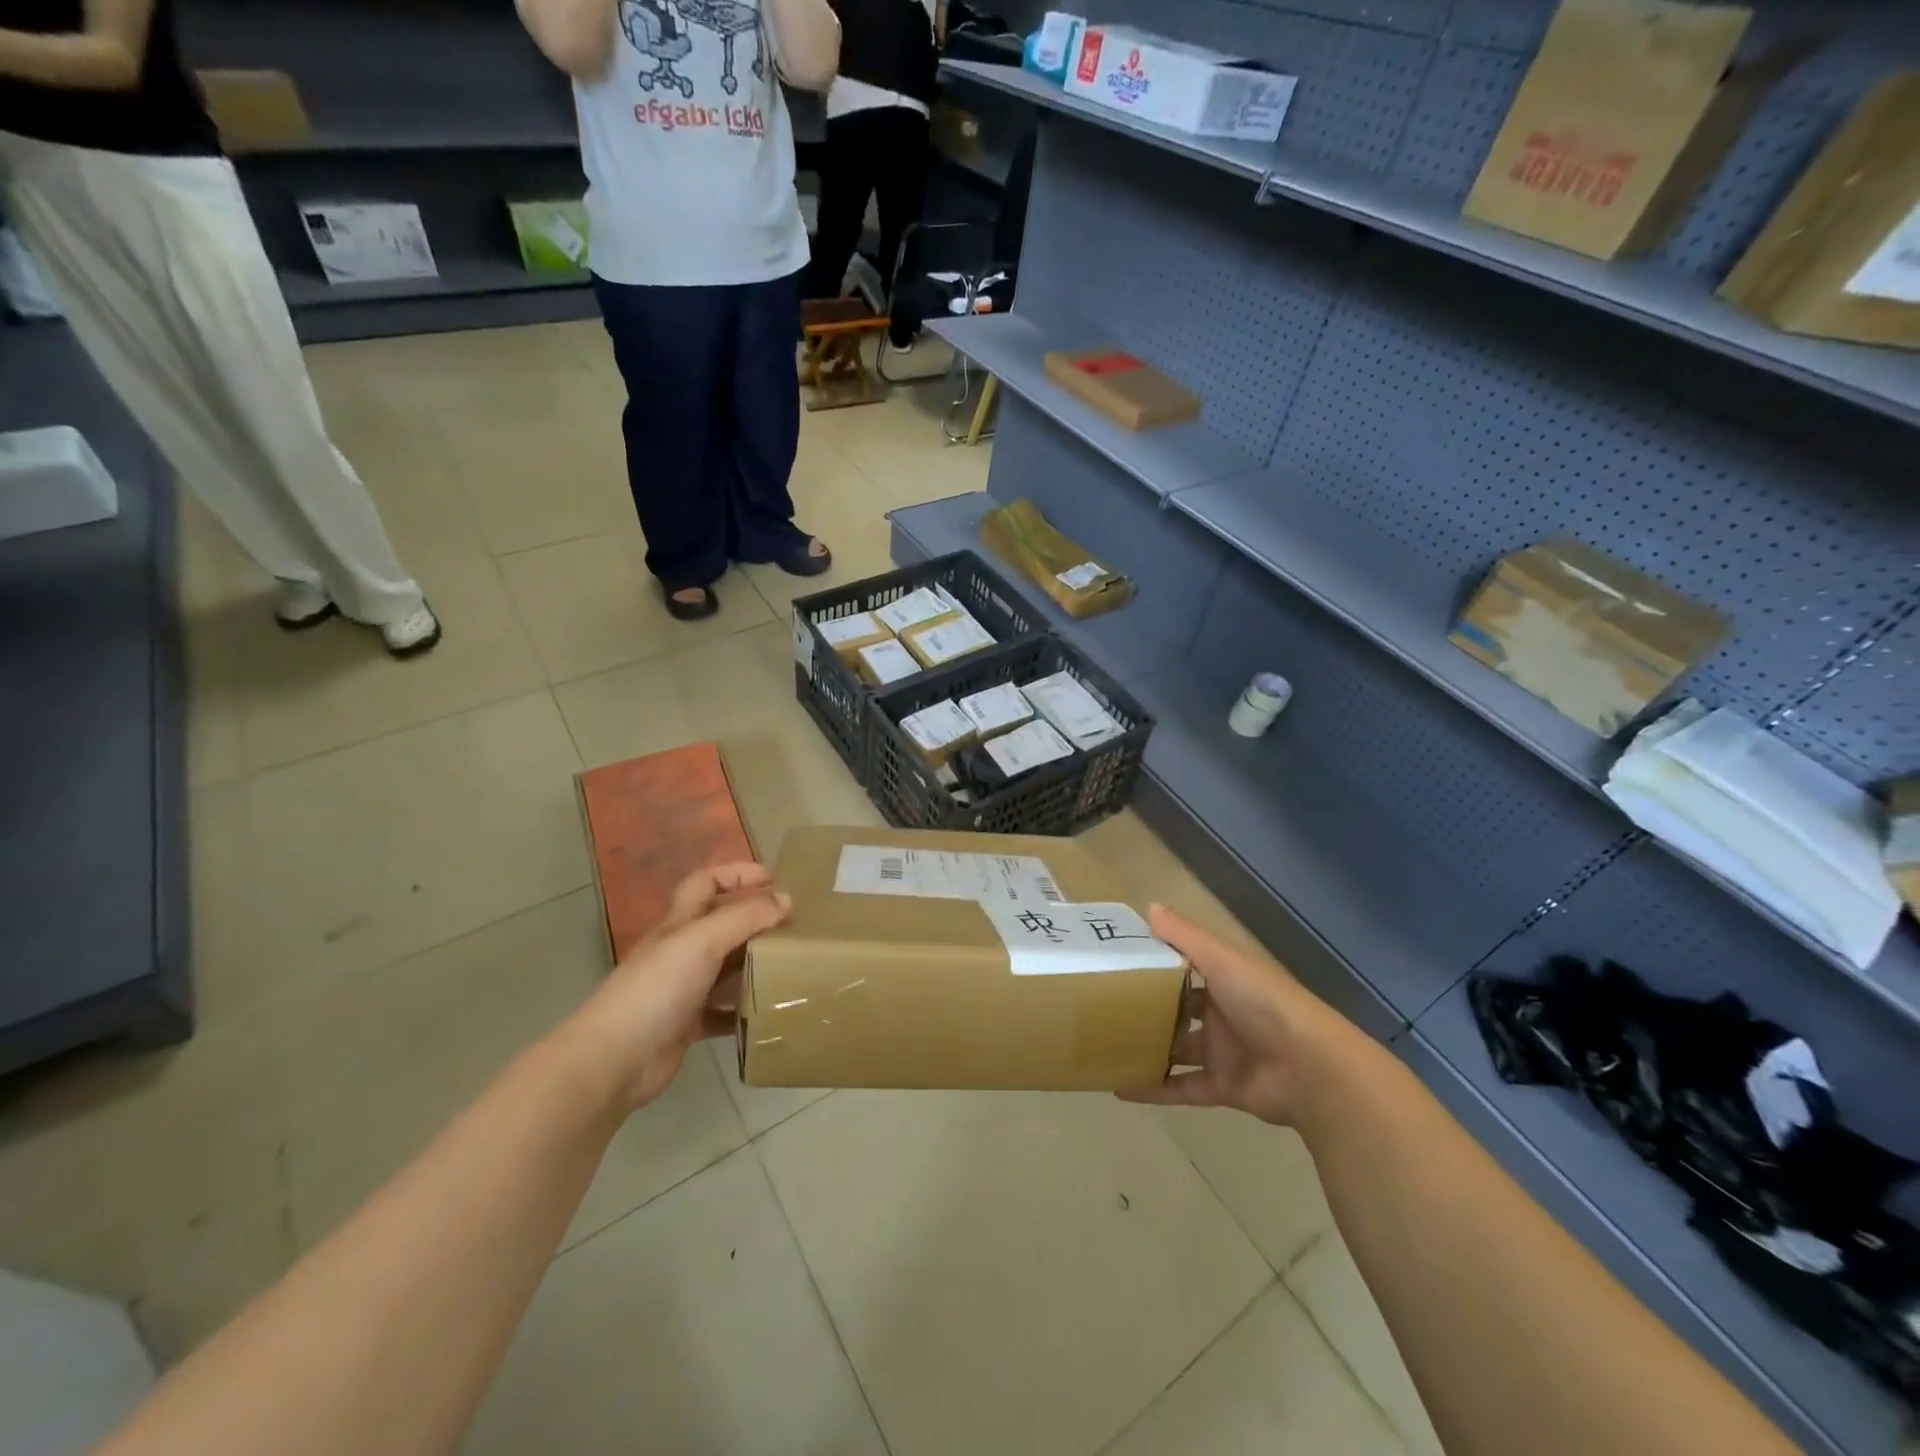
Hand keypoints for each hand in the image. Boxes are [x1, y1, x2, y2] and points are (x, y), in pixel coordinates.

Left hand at [563, 863, 790, 1113]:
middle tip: (796, 926)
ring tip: (794, 965)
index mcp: (679, 923)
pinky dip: (747, 1009)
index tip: (774, 880)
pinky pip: (726, 1011)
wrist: (614, 1060)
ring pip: (728, 967)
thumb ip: (744, 917)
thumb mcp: (702, 941)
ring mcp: (684, 989)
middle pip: (722, 924)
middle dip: (756, 919)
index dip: (736, 873)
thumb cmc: (657, 989)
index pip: (706, 882)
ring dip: (757, 964)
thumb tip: (786, 898)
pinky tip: (773, 1010)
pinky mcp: (689, 1025)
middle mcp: (681, 951)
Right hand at [1119, 905, 1325, 1125]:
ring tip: (1104, 1046)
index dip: (1154, 963)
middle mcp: (1222, 1013)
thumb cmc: (1263, 1002)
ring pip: (1176, 1049)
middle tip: (1101, 1006)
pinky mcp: (1221, 1088)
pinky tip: (1119, 1088)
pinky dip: (1153, 1090)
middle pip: (1177, 1009)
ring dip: (1146, 1049)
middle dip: (1146, 1008)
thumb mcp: (1222, 961)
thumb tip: (1149, 906)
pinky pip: (1181, 1088)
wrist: (1310, 1068)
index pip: (1183, 967)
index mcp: (1224, 979)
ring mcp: (1222, 1052)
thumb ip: (1185, 937)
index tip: (1115, 961)